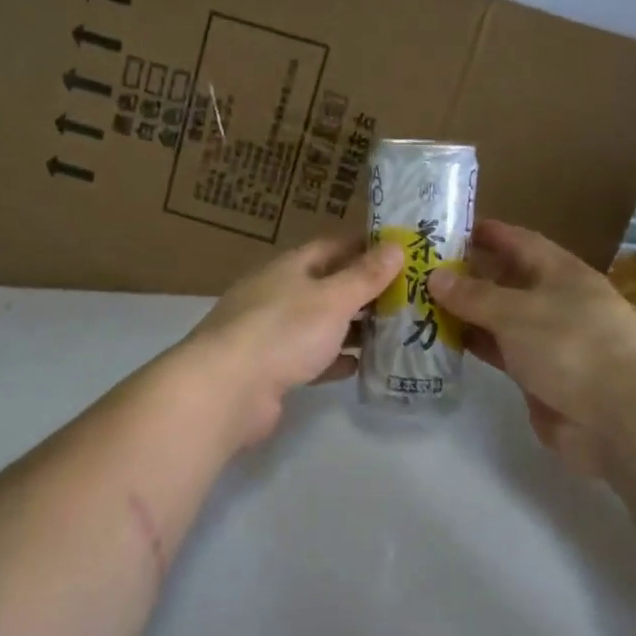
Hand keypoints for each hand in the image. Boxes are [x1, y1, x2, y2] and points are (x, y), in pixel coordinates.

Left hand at [179, 236, 403, 447]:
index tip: (402, 254)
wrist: (227, 389)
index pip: (333, 247)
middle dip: (364, 292)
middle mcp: (278, 294)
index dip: (366, 248)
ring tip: (394, 333)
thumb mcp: (332, 299)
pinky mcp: (272, 369)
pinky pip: (311, 359)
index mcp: (290, 268)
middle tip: (408, 298)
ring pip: (321, 324)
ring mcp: (272, 333)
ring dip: (352, 328)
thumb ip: (365, 276)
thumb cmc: (283, 331)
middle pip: (328, 286)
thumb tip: (396, 246)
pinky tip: (360, 366)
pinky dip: (334, 360)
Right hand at [428, 220, 635, 471]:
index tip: (450, 229)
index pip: (521, 242)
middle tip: (423, 270)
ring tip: (422, 304)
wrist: (617, 418)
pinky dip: (476, 345)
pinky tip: (444, 341)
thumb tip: (435, 276)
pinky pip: (501, 351)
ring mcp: (550, 341)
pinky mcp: (540, 375)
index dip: (489, 233)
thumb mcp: (516, 312)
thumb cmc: (570, 346)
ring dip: (467, 312)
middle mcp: (557, 301)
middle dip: (470, 274)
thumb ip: (473, 295)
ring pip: (501, 318)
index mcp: (562, 273)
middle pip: (508, 280)